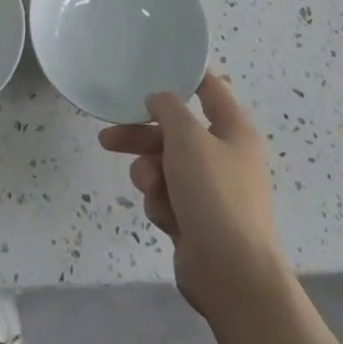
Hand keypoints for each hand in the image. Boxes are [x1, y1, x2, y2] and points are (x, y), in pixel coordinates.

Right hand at [99, 72, 286, 320]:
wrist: (232, 275)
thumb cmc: (214, 194)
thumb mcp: (187, 138)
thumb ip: (168, 109)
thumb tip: (160, 100)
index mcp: (234, 131)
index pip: (210, 89)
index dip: (185, 76)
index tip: (153, 68)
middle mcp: (225, 157)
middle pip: (175, 132)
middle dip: (142, 136)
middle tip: (109, 137)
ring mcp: (211, 191)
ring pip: (165, 166)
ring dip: (149, 174)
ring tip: (148, 187)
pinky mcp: (196, 221)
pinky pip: (167, 198)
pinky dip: (161, 203)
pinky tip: (165, 217)